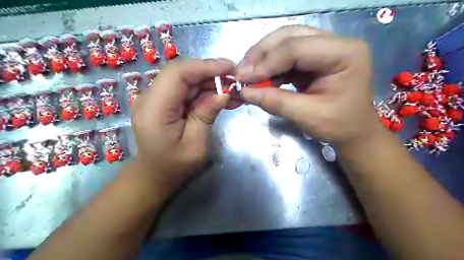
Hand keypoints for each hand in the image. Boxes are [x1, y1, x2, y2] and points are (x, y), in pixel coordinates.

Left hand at [133, 58, 235, 188]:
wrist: (154, 175)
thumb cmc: (174, 167)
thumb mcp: (195, 146)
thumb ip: (205, 116)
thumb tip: (223, 93)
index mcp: (154, 110)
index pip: (177, 74)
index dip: (204, 66)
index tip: (229, 68)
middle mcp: (150, 98)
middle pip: (182, 73)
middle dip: (211, 73)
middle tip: (235, 81)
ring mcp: (155, 98)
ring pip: (186, 79)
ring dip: (210, 82)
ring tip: (233, 92)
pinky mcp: (163, 101)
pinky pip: (186, 90)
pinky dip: (204, 91)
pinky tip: (221, 97)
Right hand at [236, 27, 383, 147]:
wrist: (354, 131)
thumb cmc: (339, 125)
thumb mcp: (308, 116)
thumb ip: (276, 102)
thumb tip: (245, 92)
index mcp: (344, 53)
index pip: (297, 48)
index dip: (267, 62)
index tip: (244, 79)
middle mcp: (336, 43)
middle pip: (289, 36)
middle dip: (261, 54)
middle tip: (241, 72)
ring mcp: (324, 48)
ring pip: (285, 42)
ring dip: (263, 58)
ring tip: (247, 75)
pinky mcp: (314, 58)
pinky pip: (286, 55)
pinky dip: (270, 66)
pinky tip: (260, 77)